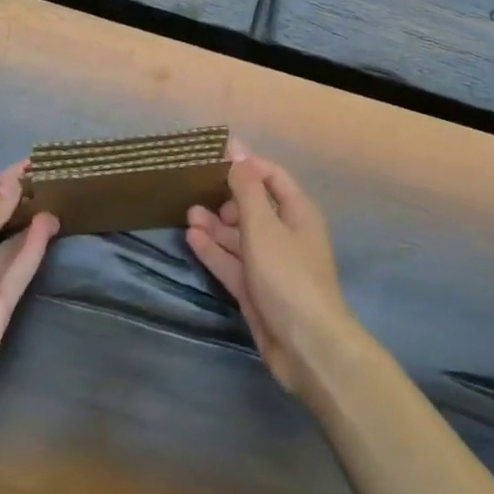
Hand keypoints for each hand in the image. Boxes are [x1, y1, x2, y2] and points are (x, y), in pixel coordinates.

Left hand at [0, 163, 57, 431]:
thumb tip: (12, 182)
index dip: (3, 180)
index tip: (34, 162)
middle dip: (18, 198)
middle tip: (53, 177)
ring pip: (9, 243)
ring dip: (30, 221)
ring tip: (59, 197)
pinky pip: (18, 269)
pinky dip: (33, 247)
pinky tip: (50, 226)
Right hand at [185, 141, 356, 395]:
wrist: (306, 346)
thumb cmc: (288, 274)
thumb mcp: (263, 225)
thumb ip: (247, 187)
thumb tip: (236, 147)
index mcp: (297, 212)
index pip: (271, 177)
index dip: (246, 166)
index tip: (214, 159)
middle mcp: (285, 234)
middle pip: (253, 207)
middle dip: (226, 198)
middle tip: (196, 191)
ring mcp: (270, 264)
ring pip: (240, 237)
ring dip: (216, 225)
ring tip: (187, 213)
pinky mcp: (256, 290)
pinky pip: (233, 263)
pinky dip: (214, 251)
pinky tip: (192, 238)